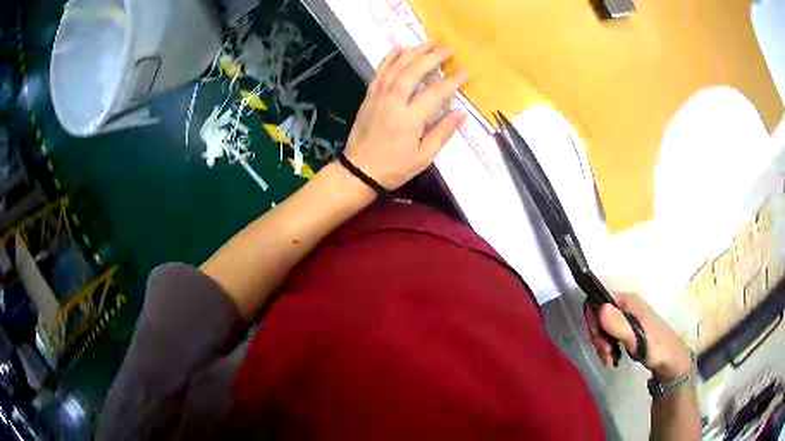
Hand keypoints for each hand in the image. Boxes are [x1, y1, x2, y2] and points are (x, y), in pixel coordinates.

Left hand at [344, 42, 469, 189]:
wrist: (359, 171)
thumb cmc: (394, 168)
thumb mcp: (423, 157)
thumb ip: (442, 132)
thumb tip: (461, 113)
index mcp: (410, 120)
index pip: (435, 93)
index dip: (452, 81)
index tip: (465, 72)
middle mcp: (393, 102)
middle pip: (414, 72)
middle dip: (433, 57)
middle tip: (449, 48)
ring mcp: (378, 97)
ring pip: (396, 67)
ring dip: (414, 52)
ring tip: (429, 42)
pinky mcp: (369, 97)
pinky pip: (380, 72)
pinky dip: (389, 58)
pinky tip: (399, 48)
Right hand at [584, 294, 690, 381]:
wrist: (670, 362)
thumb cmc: (657, 348)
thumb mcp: (638, 338)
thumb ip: (620, 325)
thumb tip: (601, 308)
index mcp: (628, 302)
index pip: (599, 299)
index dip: (593, 317)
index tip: (598, 337)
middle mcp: (626, 307)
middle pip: (599, 314)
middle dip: (597, 335)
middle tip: (605, 352)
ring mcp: (626, 319)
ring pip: (602, 327)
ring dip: (601, 345)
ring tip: (609, 359)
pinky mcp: (626, 331)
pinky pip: (608, 336)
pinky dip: (606, 348)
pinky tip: (612, 359)